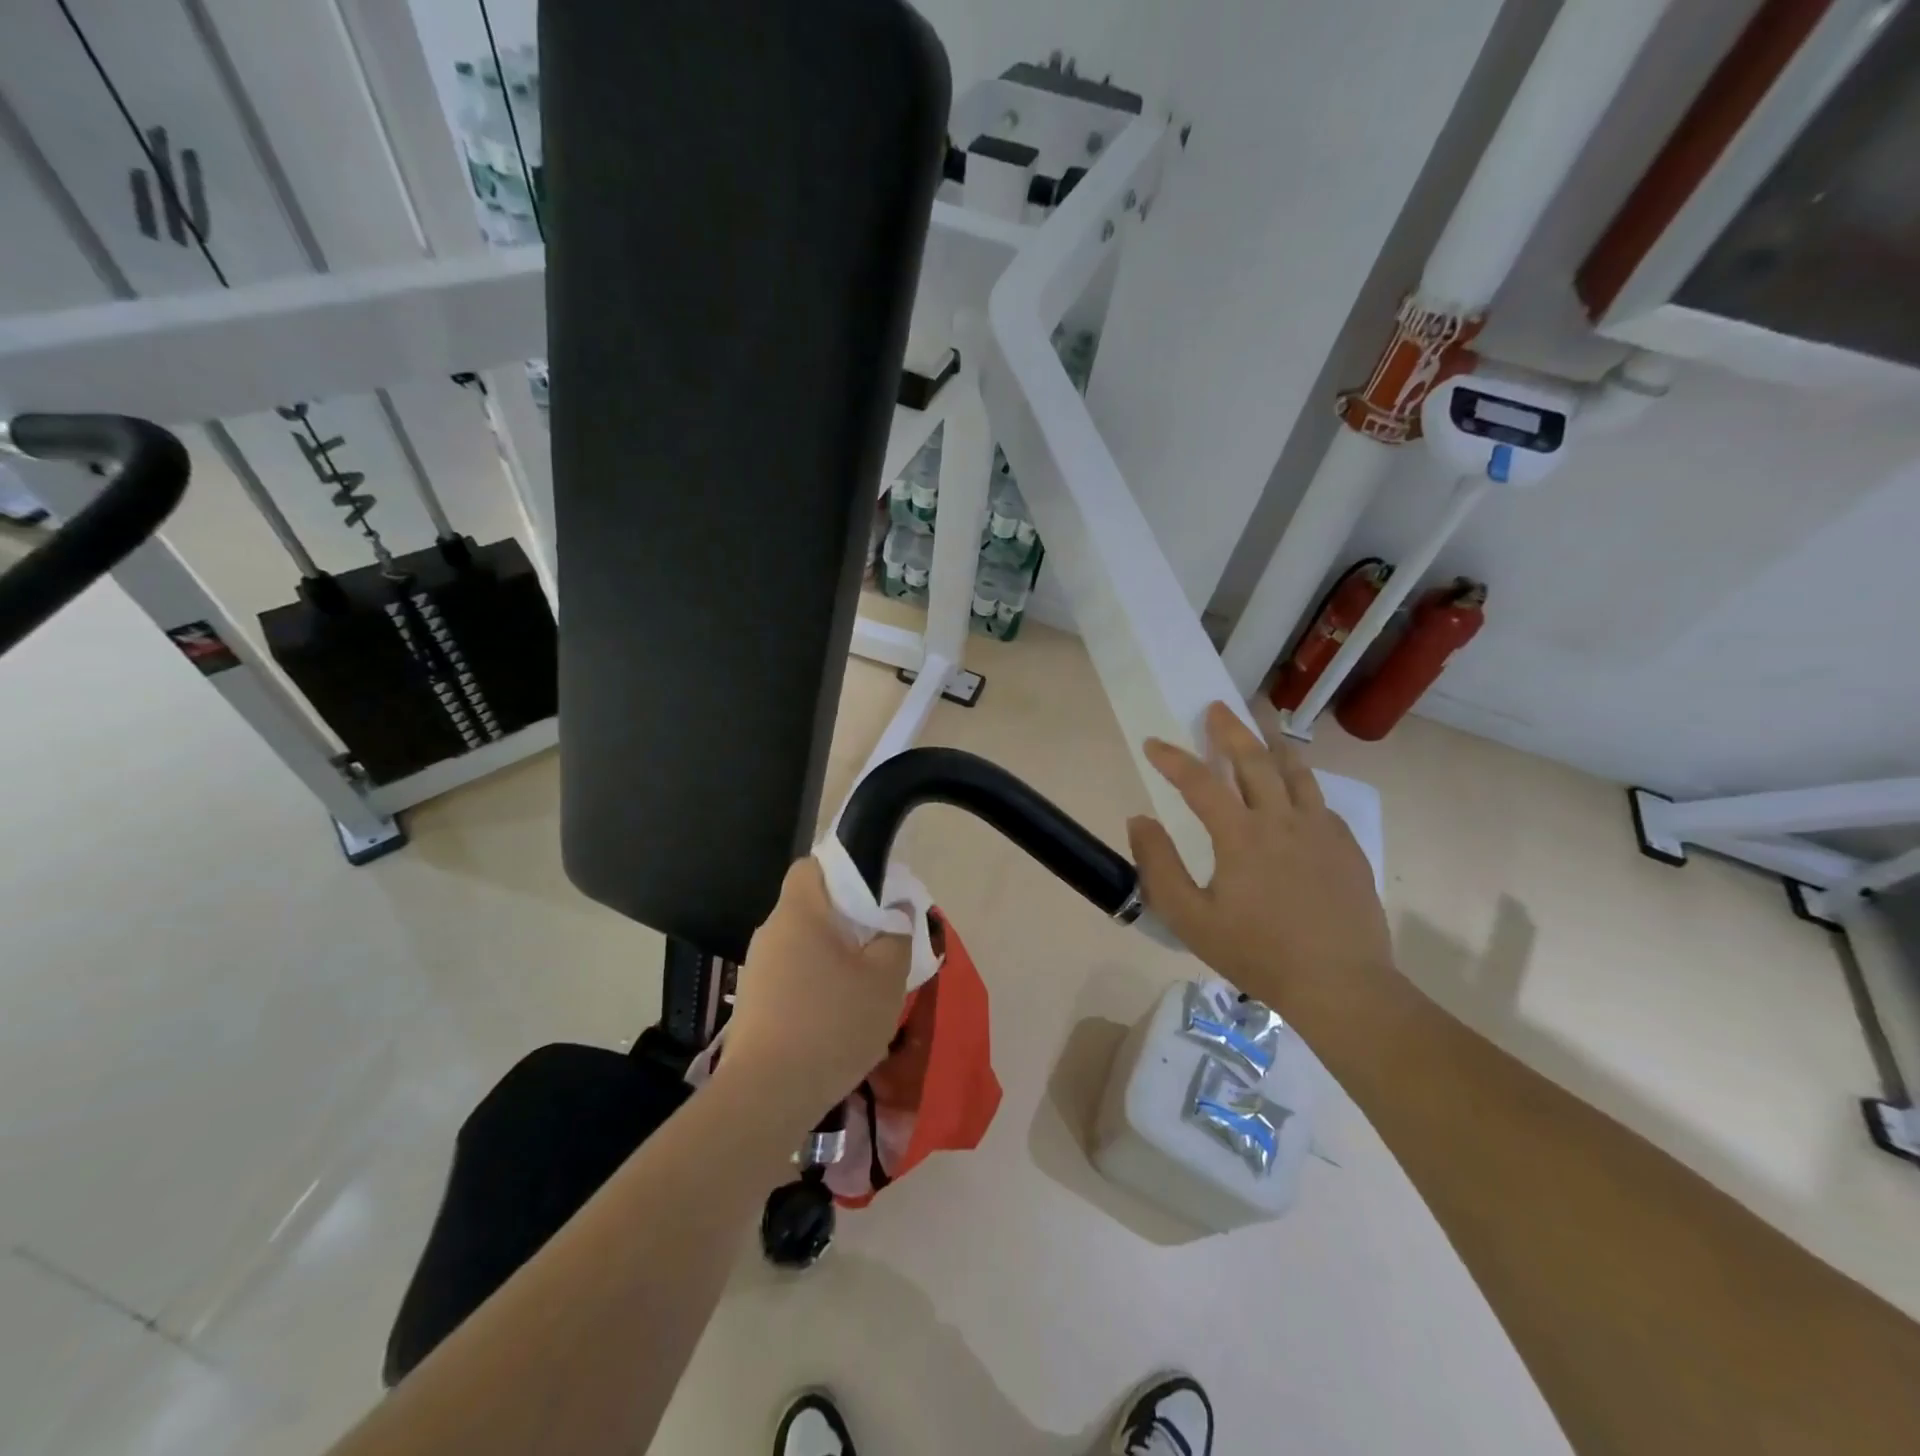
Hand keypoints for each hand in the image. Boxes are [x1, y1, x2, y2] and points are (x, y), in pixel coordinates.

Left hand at [719, 859, 911, 1141]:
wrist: (767, 1096)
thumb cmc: (832, 1024)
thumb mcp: (886, 978)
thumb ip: (897, 935)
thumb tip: (896, 910)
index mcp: (800, 911)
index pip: (814, 865)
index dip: (845, 870)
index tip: (875, 897)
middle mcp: (771, 931)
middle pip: (813, 907)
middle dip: (848, 920)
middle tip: (881, 946)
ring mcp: (758, 968)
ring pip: (805, 944)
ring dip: (835, 956)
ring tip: (865, 988)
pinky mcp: (754, 1003)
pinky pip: (794, 975)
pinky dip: (818, 984)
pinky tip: (838, 1017)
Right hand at [1126, 701, 1394, 1011]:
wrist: (1340, 985)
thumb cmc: (1257, 953)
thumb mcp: (1190, 918)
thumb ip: (1158, 865)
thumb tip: (1139, 820)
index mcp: (1241, 835)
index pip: (1200, 782)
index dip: (1173, 759)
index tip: (1153, 744)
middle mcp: (1282, 820)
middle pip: (1254, 760)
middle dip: (1230, 730)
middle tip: (1216, 707)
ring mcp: (1320, 831)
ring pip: (1296, 772)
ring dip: (1274, 743)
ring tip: (1263, 721)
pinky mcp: (1346, 848)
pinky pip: (1320, 802)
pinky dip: (1302, 784)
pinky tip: (1297, 790)